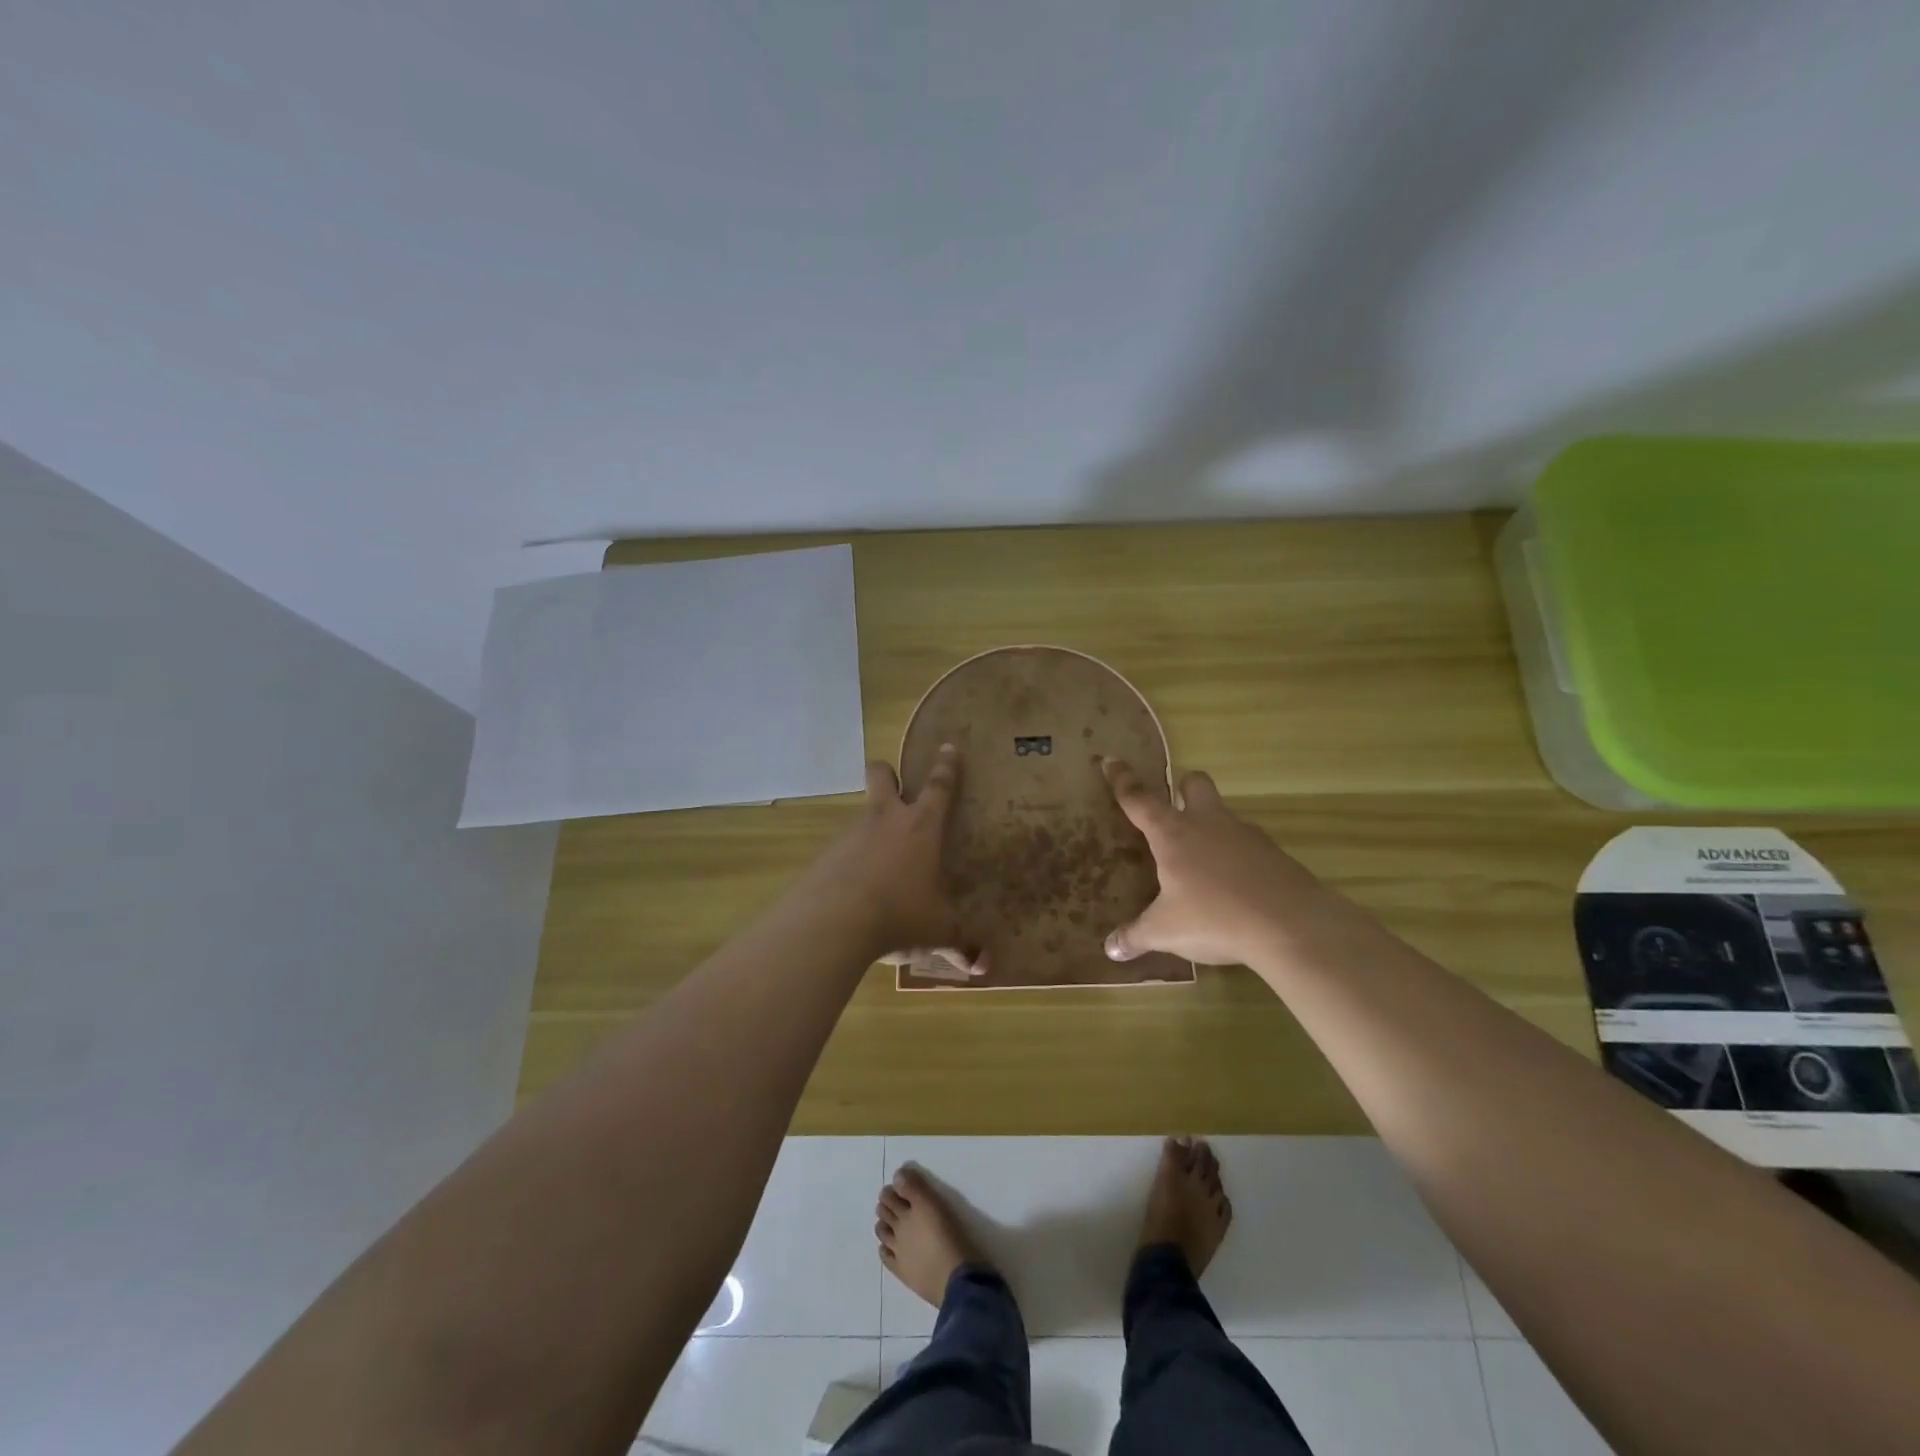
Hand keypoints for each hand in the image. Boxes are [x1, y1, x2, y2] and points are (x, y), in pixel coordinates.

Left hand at [805, 745, 966, 962]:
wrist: (832, 923)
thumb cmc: (898, 915)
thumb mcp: (936, 932)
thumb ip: (961, 945)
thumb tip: (985, 966)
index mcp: (921, 827)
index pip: (939, 787)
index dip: (947, 766)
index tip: (949, 746)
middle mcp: (886, 820)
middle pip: (883, 776)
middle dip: (888, 774)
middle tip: (896, 784)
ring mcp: (852, 835)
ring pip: (862, 814)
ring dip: (872, 826)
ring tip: (881, 861)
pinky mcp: (826, 855)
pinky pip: (843, 849)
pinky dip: (852, 861)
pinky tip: (856, 890)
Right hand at [1099, 757, 1346, 967]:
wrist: (1292, 925)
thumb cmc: (1215, 918)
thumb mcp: (1166, 932)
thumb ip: (1136, 936)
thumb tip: (1110, 949)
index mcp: (1173, 834)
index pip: (1139, 799)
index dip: (1122, 779)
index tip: (1111, 760)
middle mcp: (1208, 824)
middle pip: (1194, 783)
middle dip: (1182, 787)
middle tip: (1175, 807)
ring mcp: (1245, 835)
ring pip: (1224, 813)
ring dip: (1212, 826)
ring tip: (1204, 862)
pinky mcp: (1274, 853)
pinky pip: (1248, 844)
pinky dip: (1237, 856)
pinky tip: (1235, 886)